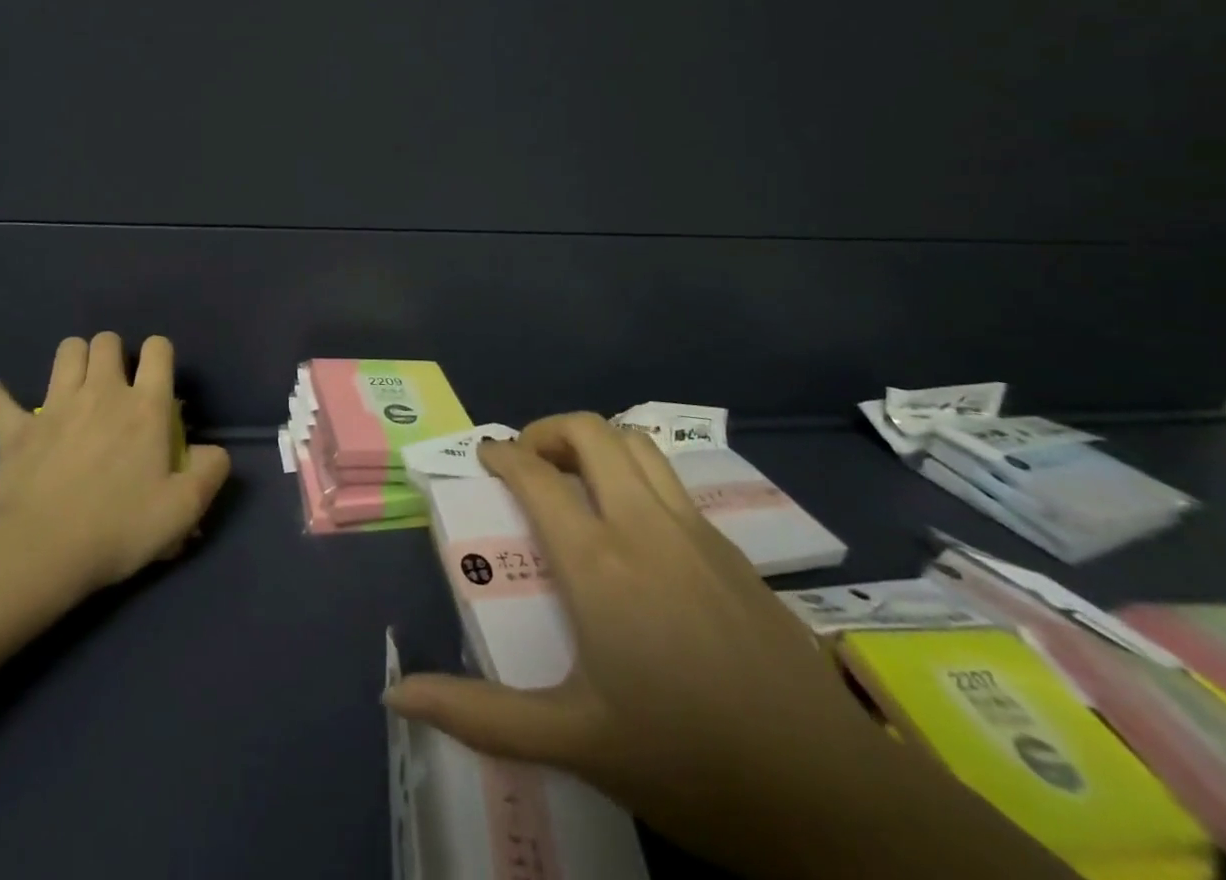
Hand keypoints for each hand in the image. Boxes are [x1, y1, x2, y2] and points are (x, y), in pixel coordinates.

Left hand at [0, 333, 230, 594]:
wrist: (41, 552)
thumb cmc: (119, 528)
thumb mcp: (183, 509)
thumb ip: (210, 472)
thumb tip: (214, 451)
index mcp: (145, 405)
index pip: (158, 349)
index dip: (160, 354)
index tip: (158, 379)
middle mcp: (102, 391)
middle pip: (107, 340)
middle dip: (113, 353)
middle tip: (114, 384)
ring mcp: (55, 405)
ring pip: (66, 351)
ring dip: (73, 360)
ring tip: (75, 385)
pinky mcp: (17, 428)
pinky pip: (1, 398)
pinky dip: (2, 397)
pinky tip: (4, 402)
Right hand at [385, 413, 893, 876]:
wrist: (829, 796)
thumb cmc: (687, 762)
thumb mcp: (573, 740)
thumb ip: (479, 714)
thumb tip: (396, 697)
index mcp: (597, 561)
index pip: (535, 474)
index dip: (502, 453)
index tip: (484, 456)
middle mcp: (643, 525)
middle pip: (591, 432)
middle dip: (549, 430)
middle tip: (528, 462)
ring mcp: (695, 531)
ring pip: (638, 444)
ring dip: (597, 442)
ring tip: (576, 477)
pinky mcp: (732, 549)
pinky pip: (671, 479)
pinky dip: (636, 472)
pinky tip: (634, 524)